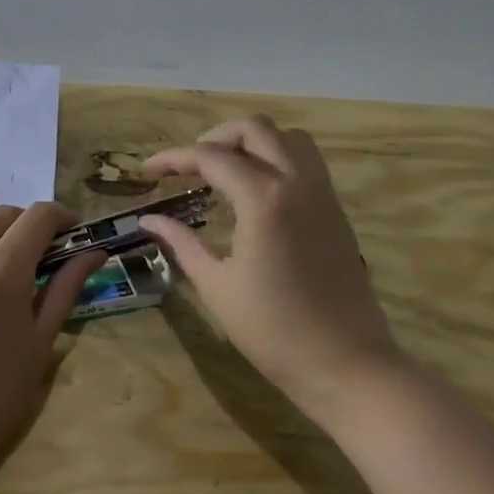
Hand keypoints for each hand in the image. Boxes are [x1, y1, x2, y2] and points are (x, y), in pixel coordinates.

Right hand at [138, 116, 403, 420]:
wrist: (346, 364)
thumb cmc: (272, 330)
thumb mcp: (216, 285)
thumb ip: (182, 243)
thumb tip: (149, 220)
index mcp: (263, 199)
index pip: (211, 156)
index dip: (174, 158)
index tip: (148, 171)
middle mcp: (297, 183)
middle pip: (255, 129)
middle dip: (215, 137)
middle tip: (189, 166)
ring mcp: (323, 194)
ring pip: (288, 138)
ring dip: (252, 143)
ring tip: (224, 171)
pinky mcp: (336, 211)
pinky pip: (306, 162)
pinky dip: (276, 159)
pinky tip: (255, 192)